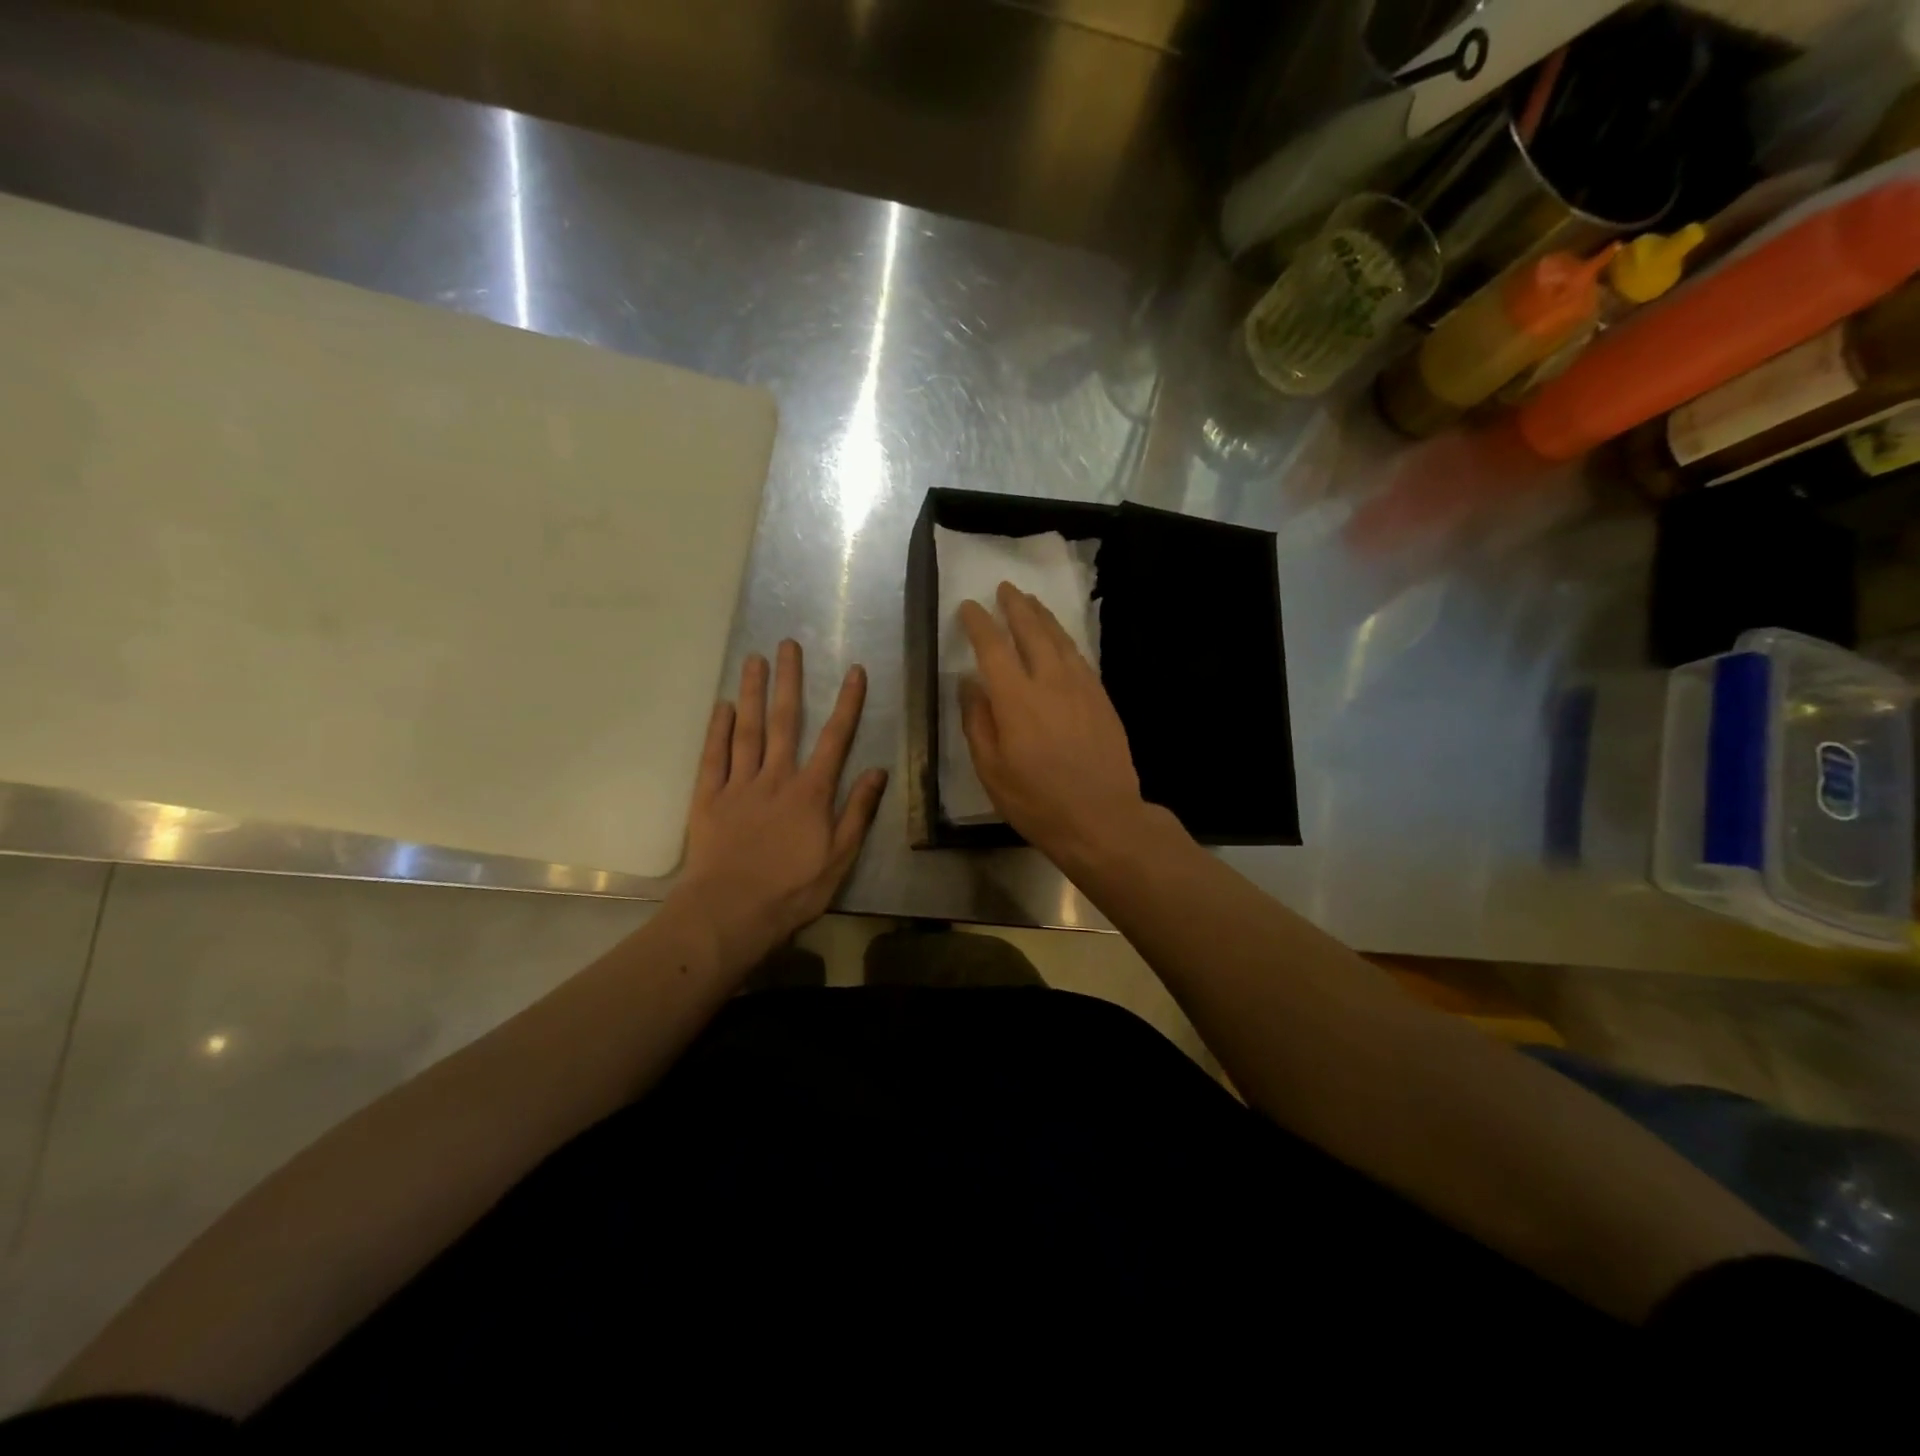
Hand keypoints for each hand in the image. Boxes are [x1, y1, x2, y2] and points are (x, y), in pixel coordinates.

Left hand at [675, 640, 887, 965]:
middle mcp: (775, 777)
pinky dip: (718, 730)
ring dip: (753, 693)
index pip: (835, 739)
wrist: (731, 912)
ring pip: (747, 730)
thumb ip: (858, 811)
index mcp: (810, 792)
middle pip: (784, 721)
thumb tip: (878, 771)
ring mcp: (739, 785)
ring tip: (754, 659)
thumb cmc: (792, 889)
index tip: (853, 670)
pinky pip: (714, 757)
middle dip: (789, 681)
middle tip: (788, 644)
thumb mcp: (840, 857)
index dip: (847, 703)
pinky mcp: (708, 798)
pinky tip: (722, 706)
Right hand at [958, 581, 1149, 865]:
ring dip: (1043, 617)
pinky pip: (1080, 657)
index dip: (979, 623)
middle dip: (1016, 606)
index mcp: (1016, 700)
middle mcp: (1050, 682)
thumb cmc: (1037, 801)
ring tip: (1031, 602)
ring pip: (1060, 639)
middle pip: (1032, 631)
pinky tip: (1061, 640)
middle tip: (1005, 588)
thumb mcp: (991, 770)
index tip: (969, 607)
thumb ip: (977, 722)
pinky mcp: (1102, 698)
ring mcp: (1082, 688)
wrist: (1102, 818)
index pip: (993, 647)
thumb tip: (969, 683)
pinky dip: (1066, 640)